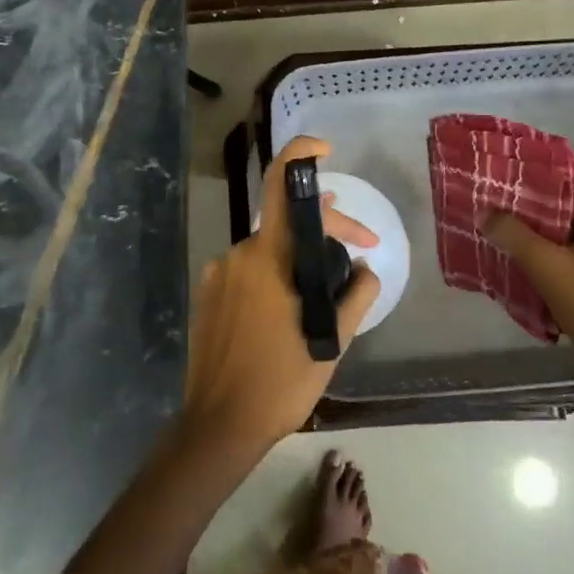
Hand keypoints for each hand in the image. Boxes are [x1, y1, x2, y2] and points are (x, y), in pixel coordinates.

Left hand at [181, 136, 381, 459]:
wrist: (219, 422)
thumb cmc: (281, 380)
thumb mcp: (332, 340)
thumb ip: (356, 294)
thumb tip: (364, 266)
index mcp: (269, 256)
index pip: (282, 185)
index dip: (301, 153)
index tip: (325, 150)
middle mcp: (239, 252)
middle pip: (286, 223)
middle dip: (326, 230)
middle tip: (360, 251)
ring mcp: (219, 272)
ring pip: (268, 249)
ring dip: (299, 257)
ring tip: (328, 281)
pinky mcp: (208, 292)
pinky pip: (248, 270)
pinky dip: (273, 276)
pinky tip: (289, 305)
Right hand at [481, 196, 573, 416]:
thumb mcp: (543, 264)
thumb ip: (512, 234)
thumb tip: (483, 212)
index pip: (562, 197)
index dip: (530, 196)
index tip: (499, 198)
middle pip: (561, 224)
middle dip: (528, 226)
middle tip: (494, 224)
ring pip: (563, 250)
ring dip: (535, 252)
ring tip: (501, 250)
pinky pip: (569, 273)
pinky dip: (547, 273)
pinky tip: (522, 279)